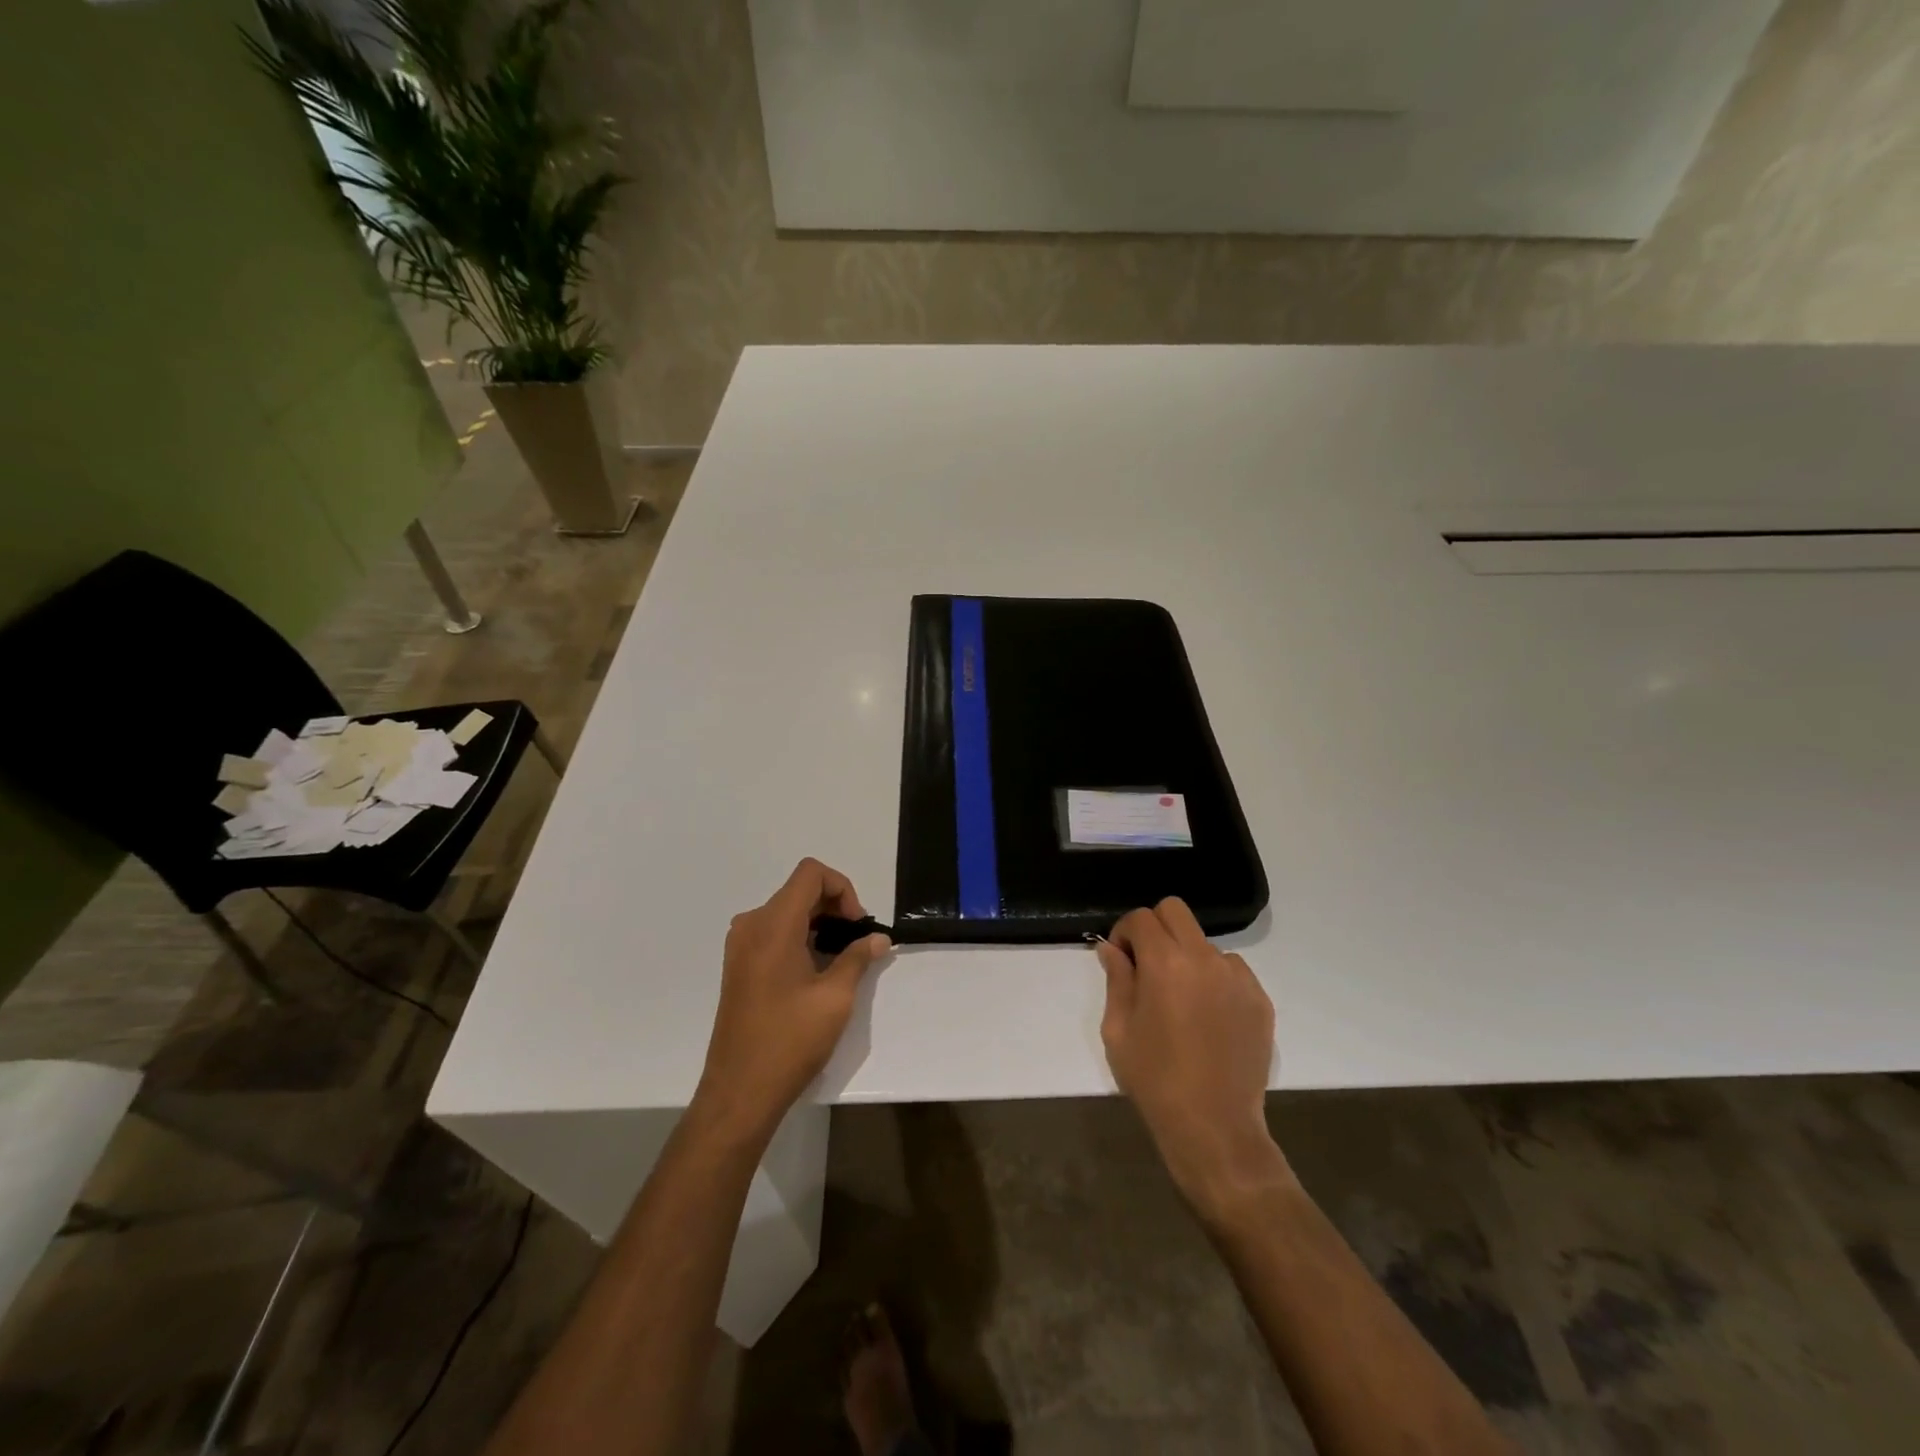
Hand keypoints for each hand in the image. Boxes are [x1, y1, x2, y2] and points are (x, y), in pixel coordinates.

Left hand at [695, 859, 890, 1140]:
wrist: (739, 1091)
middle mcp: (751, 925)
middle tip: (858, 942)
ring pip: (787, 911)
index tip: (857, 924)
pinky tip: (817, 970)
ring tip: (842, 958)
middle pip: (799, 890)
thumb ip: (858, 958)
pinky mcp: (738, 965)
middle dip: (834, 907)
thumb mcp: (835, 998)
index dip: (842, 888)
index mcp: (772, 925)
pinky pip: (774, 932)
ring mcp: (740, 946)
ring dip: (819, 923)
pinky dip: (800, 937)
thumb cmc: (790, 1040)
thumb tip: (878, 939)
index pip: (811, 874)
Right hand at [1096, 898, 1292, 1212]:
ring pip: (1204, 942)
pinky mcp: (1259, 999)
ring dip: (1186, 955)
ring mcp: (1237, 978)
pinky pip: (1231, 970)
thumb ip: (1117, 979)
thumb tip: (1111, 949)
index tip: (1121, 958)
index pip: (1141, 918)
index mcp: (1165, 964)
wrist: (1214, 1128)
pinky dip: (1214, 978)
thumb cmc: (1155, 1079)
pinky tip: (1207, 1016)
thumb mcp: (1119, 1029)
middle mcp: (1204, 959)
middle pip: (1176, 911)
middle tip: (1146, 965)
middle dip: (1155, 928)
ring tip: (1180, 998)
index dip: (1125, 932)